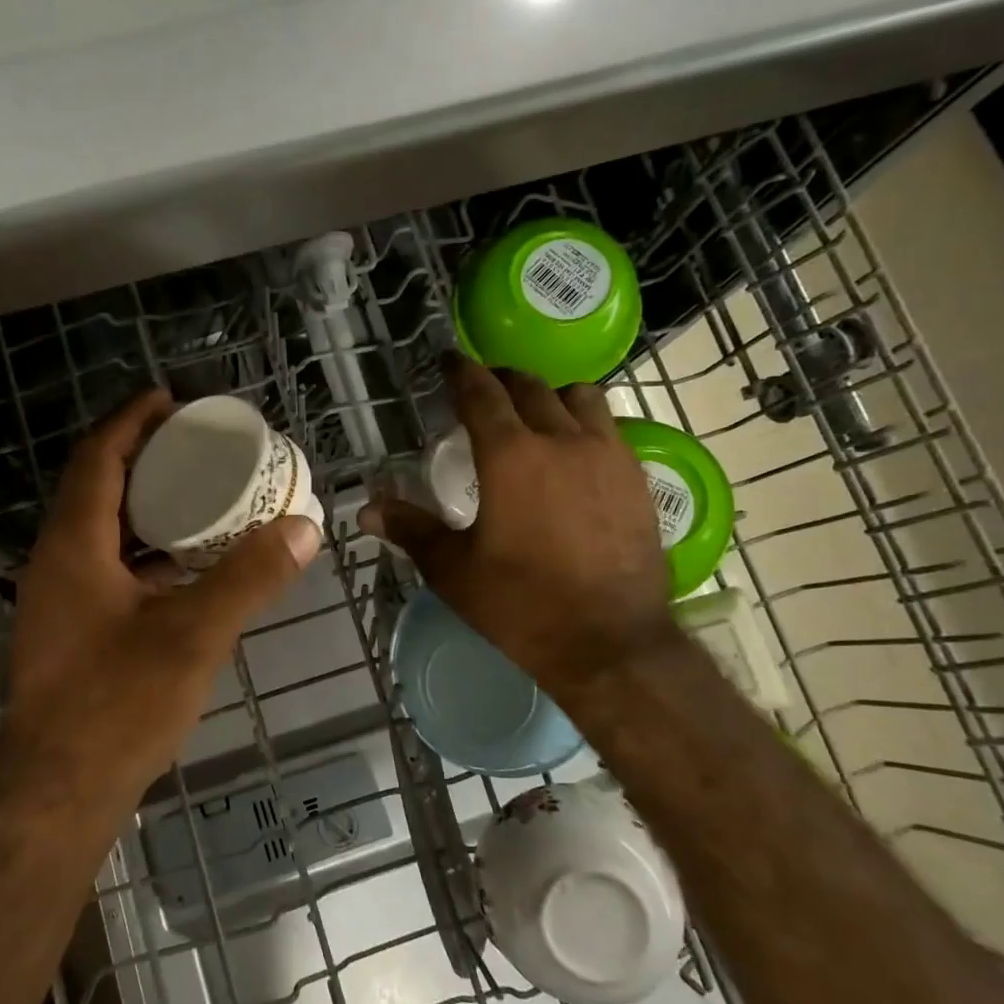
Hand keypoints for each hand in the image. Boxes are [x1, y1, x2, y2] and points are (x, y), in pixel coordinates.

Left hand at [0, 389, 322, 807]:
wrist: (55, 795)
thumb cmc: (117, 705)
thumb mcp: (194, 634)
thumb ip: (249, 577)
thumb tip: (304, 527)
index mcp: (73, 546)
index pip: (98, 458)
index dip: (131, 421)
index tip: (170, 397)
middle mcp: (56, 563)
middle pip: (97, 488)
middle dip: (143, 458)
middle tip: (197, 446)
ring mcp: (57, 601)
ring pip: (101, 532)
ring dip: (145, 507)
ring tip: (198, 497)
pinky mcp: (69, 632)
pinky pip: (106, 568)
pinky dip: (144, 552)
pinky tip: (183, 567)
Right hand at [359, 356, 676, 695]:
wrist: (610, 643)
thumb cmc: (521, 605)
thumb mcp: (453, 570)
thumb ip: (410, 529)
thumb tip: (366, 509)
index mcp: (510, 455)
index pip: (481, 394)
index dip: (461, 372)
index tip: (449, 360)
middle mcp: (561, 440)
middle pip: (530, 387)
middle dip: (502, 378)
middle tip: (484, 386)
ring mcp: (607, 456)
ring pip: (580, 397)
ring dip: (550, 394)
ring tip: (535, 412)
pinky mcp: (637, 478)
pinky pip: (610, 428)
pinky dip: (585, 423)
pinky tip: (575, 450)